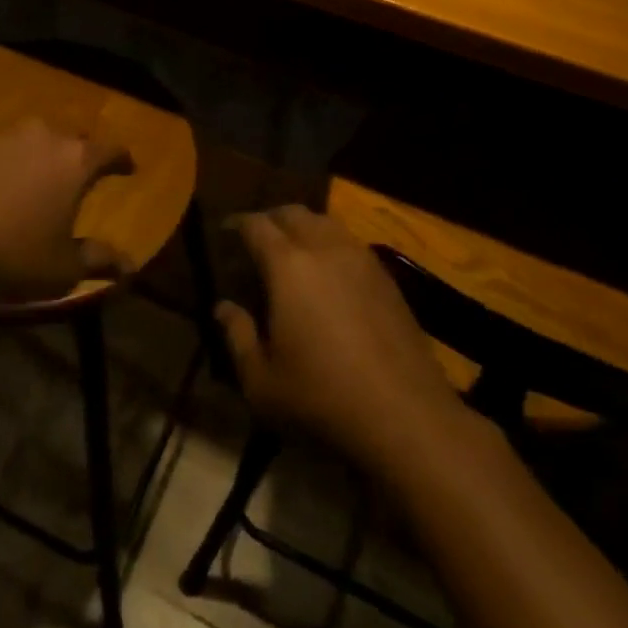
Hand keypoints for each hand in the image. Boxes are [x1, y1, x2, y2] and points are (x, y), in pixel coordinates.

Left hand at [0, 120, 132, 302]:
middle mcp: (43, 136)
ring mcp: (2, 136)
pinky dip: (2, 161)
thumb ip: (99, 260)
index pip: (111, 150)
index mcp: (75, 160)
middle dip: (79, 155)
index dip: (122, 160)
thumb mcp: (62, 269)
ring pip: (32, 138)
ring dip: (39, 155)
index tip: (128, 168)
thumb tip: (130, 266)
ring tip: (34, 178)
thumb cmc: (11, 254)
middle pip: (72, 138)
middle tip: (78, 176)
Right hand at [219, 205, 464, 469]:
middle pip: (293, 213)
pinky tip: (330, 273)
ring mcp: (360, 258)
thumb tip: (223, 307)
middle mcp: (324, 248)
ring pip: (325, 222)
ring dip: (304, 227)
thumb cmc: (322, 398)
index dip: (237, 224)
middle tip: (257, 240)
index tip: (226, 232)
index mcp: (287, 265)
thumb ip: (237, 337)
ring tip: (293, 251)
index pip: (256, 225)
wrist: (405, 414)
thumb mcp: (261, 382)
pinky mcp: (386, 276)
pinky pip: (350, 242)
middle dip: (270, 219)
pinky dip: (331, 244)